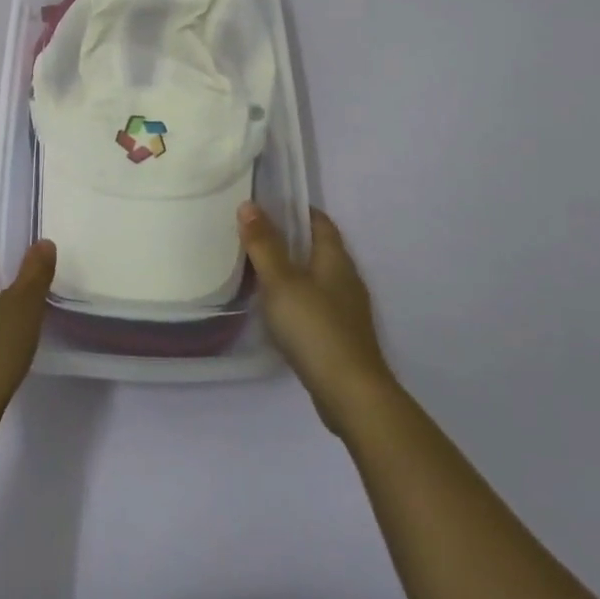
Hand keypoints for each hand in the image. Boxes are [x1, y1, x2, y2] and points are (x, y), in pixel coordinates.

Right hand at [238, 203, 397, 437]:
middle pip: (318, 248)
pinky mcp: (341, 336)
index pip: (319, 221)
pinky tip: (277, 309)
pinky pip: (316, 303)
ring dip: (292, 270)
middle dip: (290, 239)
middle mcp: (346, 278)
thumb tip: (249, 204)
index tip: (267, 205)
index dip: (296, 209)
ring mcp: (347, 309)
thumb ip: (264, 244)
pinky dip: (297, 298)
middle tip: (254, 235)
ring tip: (259, 270)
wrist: (350, 393)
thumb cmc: (314, 328)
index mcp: (335, 258)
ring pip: (316, 277)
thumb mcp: (281, 282)